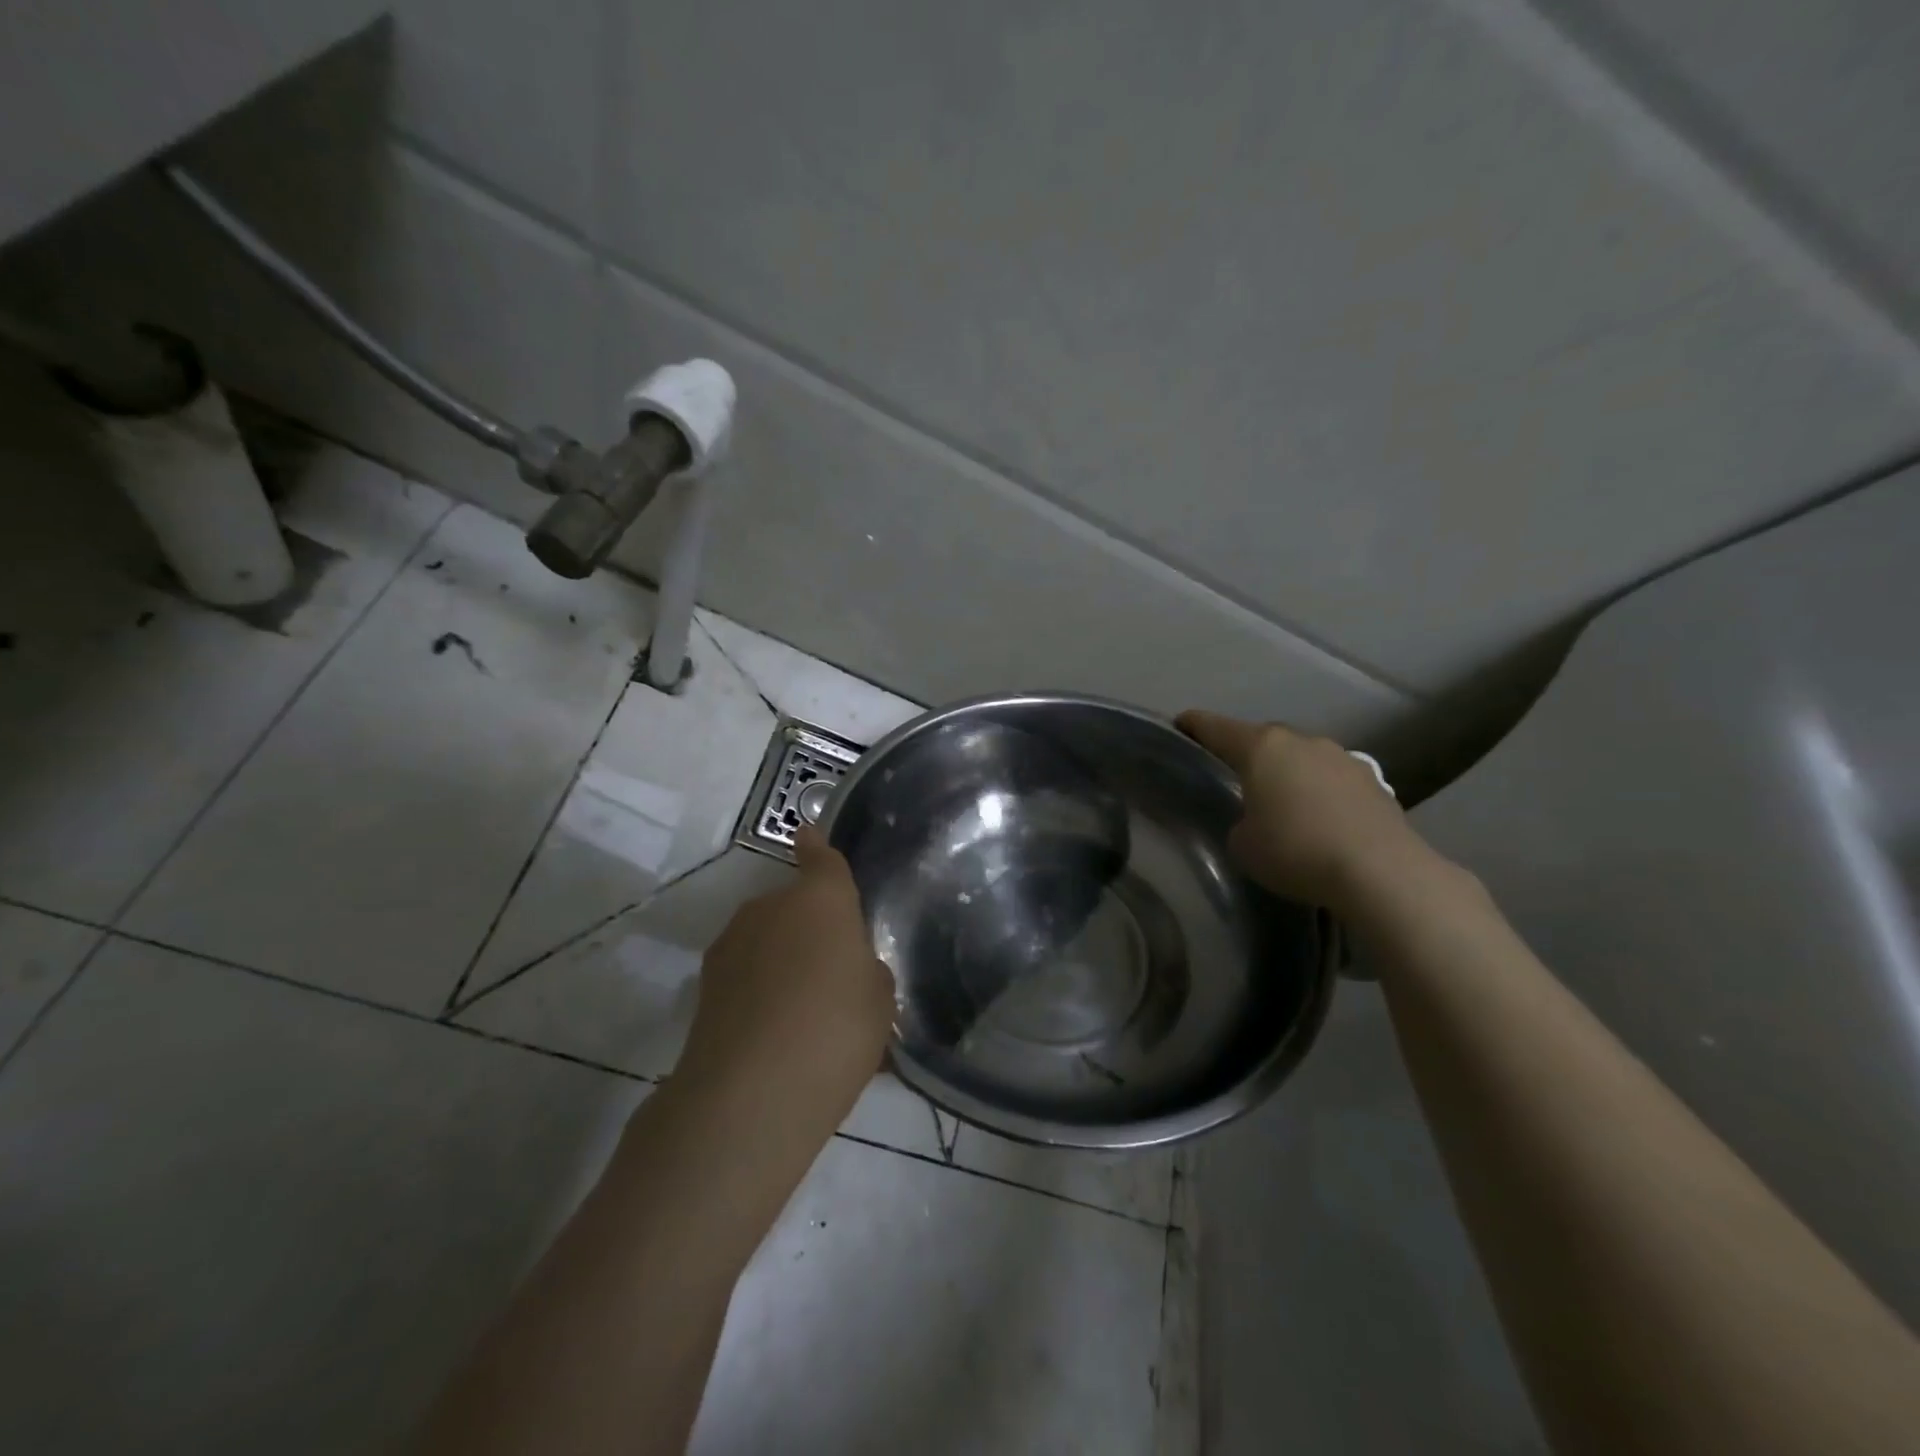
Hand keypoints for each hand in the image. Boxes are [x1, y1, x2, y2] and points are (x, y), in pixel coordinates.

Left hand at [677, 827, 895, 1126]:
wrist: (750, 1093)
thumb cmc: (835, 1030)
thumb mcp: (879, 1000)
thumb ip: (866, 971)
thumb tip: (849, 968)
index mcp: (821, 899)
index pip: (821, 858)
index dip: (817, 846)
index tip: (809, 834)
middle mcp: (770, 907)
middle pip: (794, 906)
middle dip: (810, 928)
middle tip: (832, 975)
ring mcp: (731, 943)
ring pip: (766, 940)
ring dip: (782, 960)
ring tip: (801, 1013)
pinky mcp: (705, 984)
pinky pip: (745, 974)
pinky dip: (758, 991)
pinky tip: (773, 1034)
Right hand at [1176, 710, 1425, 912]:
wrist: (1381, 872)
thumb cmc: (1295, 851)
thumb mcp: (1243, 844)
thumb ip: (1241, 822)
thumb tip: (1258, 819)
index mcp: (1261, 747)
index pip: (1214, 727)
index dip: (1192, 725)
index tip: (1179, 726)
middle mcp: (1301, 741)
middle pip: (1261, 739)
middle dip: (1245, 754)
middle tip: (1231, 778)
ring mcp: (1342, 757)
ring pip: (1301, 758)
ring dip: (1287, 774)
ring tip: (1281, 804)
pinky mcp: (1373, 782)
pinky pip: (1331, 780)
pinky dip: (1319, 794)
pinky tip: (1319, 822)